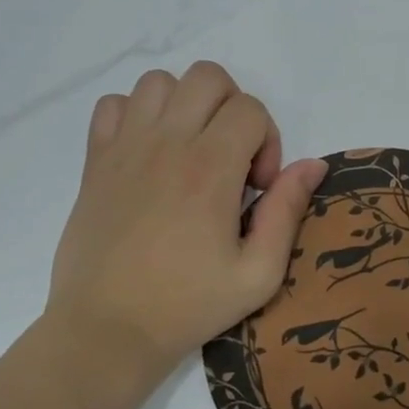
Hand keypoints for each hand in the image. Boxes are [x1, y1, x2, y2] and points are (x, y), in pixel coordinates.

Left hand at [46, 62, 326, 396]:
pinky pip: (113, 105)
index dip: (267, 142)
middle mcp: (167, 143)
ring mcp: (125, 147)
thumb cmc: (187, 306)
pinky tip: (147, 153)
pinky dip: (135, 115)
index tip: (256, 188)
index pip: (250, 108)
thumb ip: (287, 211)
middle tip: (230, 158)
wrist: (106, 330)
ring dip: (184, 105)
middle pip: (208, 77)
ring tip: (189, 149)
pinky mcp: (95, 160)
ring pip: (159, 81)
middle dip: (232, 108)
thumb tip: (312, 164)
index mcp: (210, 168)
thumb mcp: (258, 274)